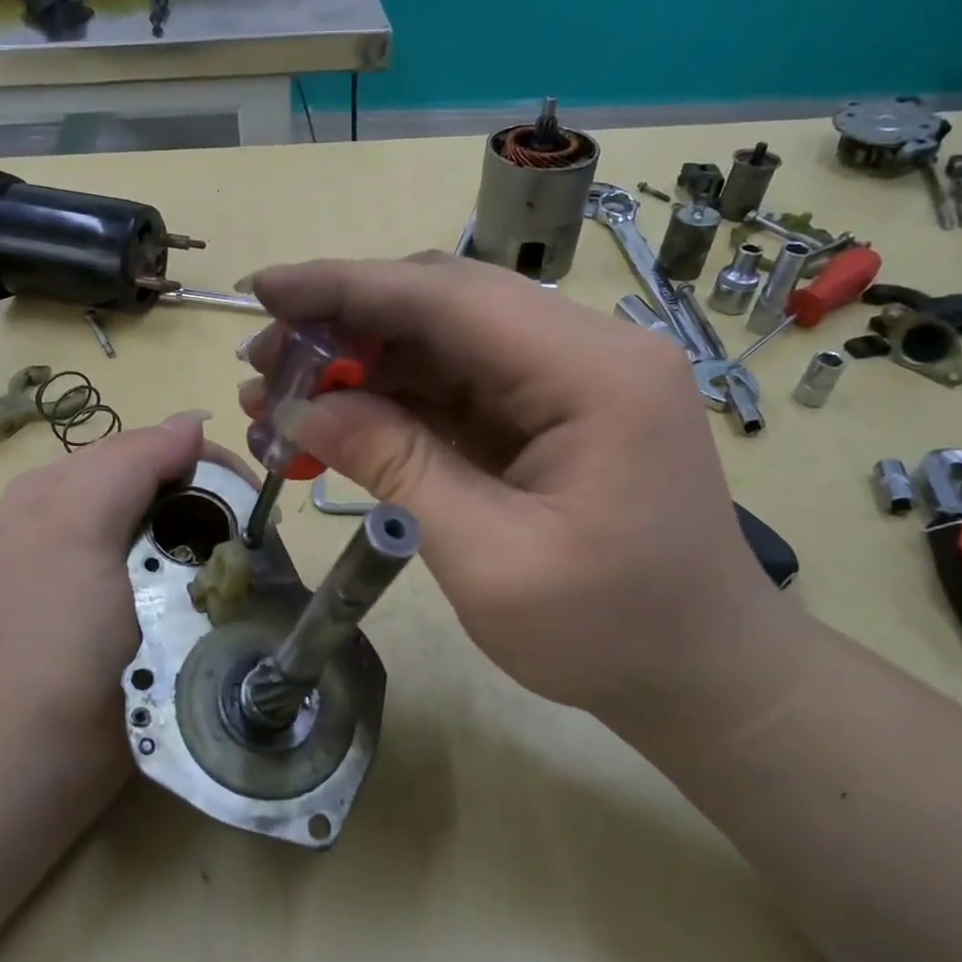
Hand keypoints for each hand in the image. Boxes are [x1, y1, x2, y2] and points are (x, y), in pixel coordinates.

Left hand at [0, 411, 215, 781]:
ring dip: (199, 538)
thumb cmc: (57, 637)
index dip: (200, 463)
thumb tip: (192, 421)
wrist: (32, 756)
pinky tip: (200, 595)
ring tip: (234, 569)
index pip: (141, 449)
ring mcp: (79, 572)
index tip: (251, 499)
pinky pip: (154, 571)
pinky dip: (184, 573)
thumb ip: (129, 464)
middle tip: (249, 539)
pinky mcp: (100, 616)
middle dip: (204, 500)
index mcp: (52, 491)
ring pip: (157, 528)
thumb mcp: (78, 530)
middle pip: (151, 487)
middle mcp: (61, 520)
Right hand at [241, 256, 797, 738]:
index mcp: (594, 372)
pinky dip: (394, 400)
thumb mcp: (489, 556)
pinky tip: (337, 421)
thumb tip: (301, 410)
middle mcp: (588, 351)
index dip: (346, 287)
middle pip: (445, 306)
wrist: (699, 674)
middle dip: (345, 325)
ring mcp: (572, 380)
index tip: (263, 291)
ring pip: (445, 343)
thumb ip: (396, 465)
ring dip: (362, 363)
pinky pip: (460, 386)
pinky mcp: (551, 413)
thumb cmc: (608, 632)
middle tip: (262, 362)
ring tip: (281, 396)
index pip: (449, 298)